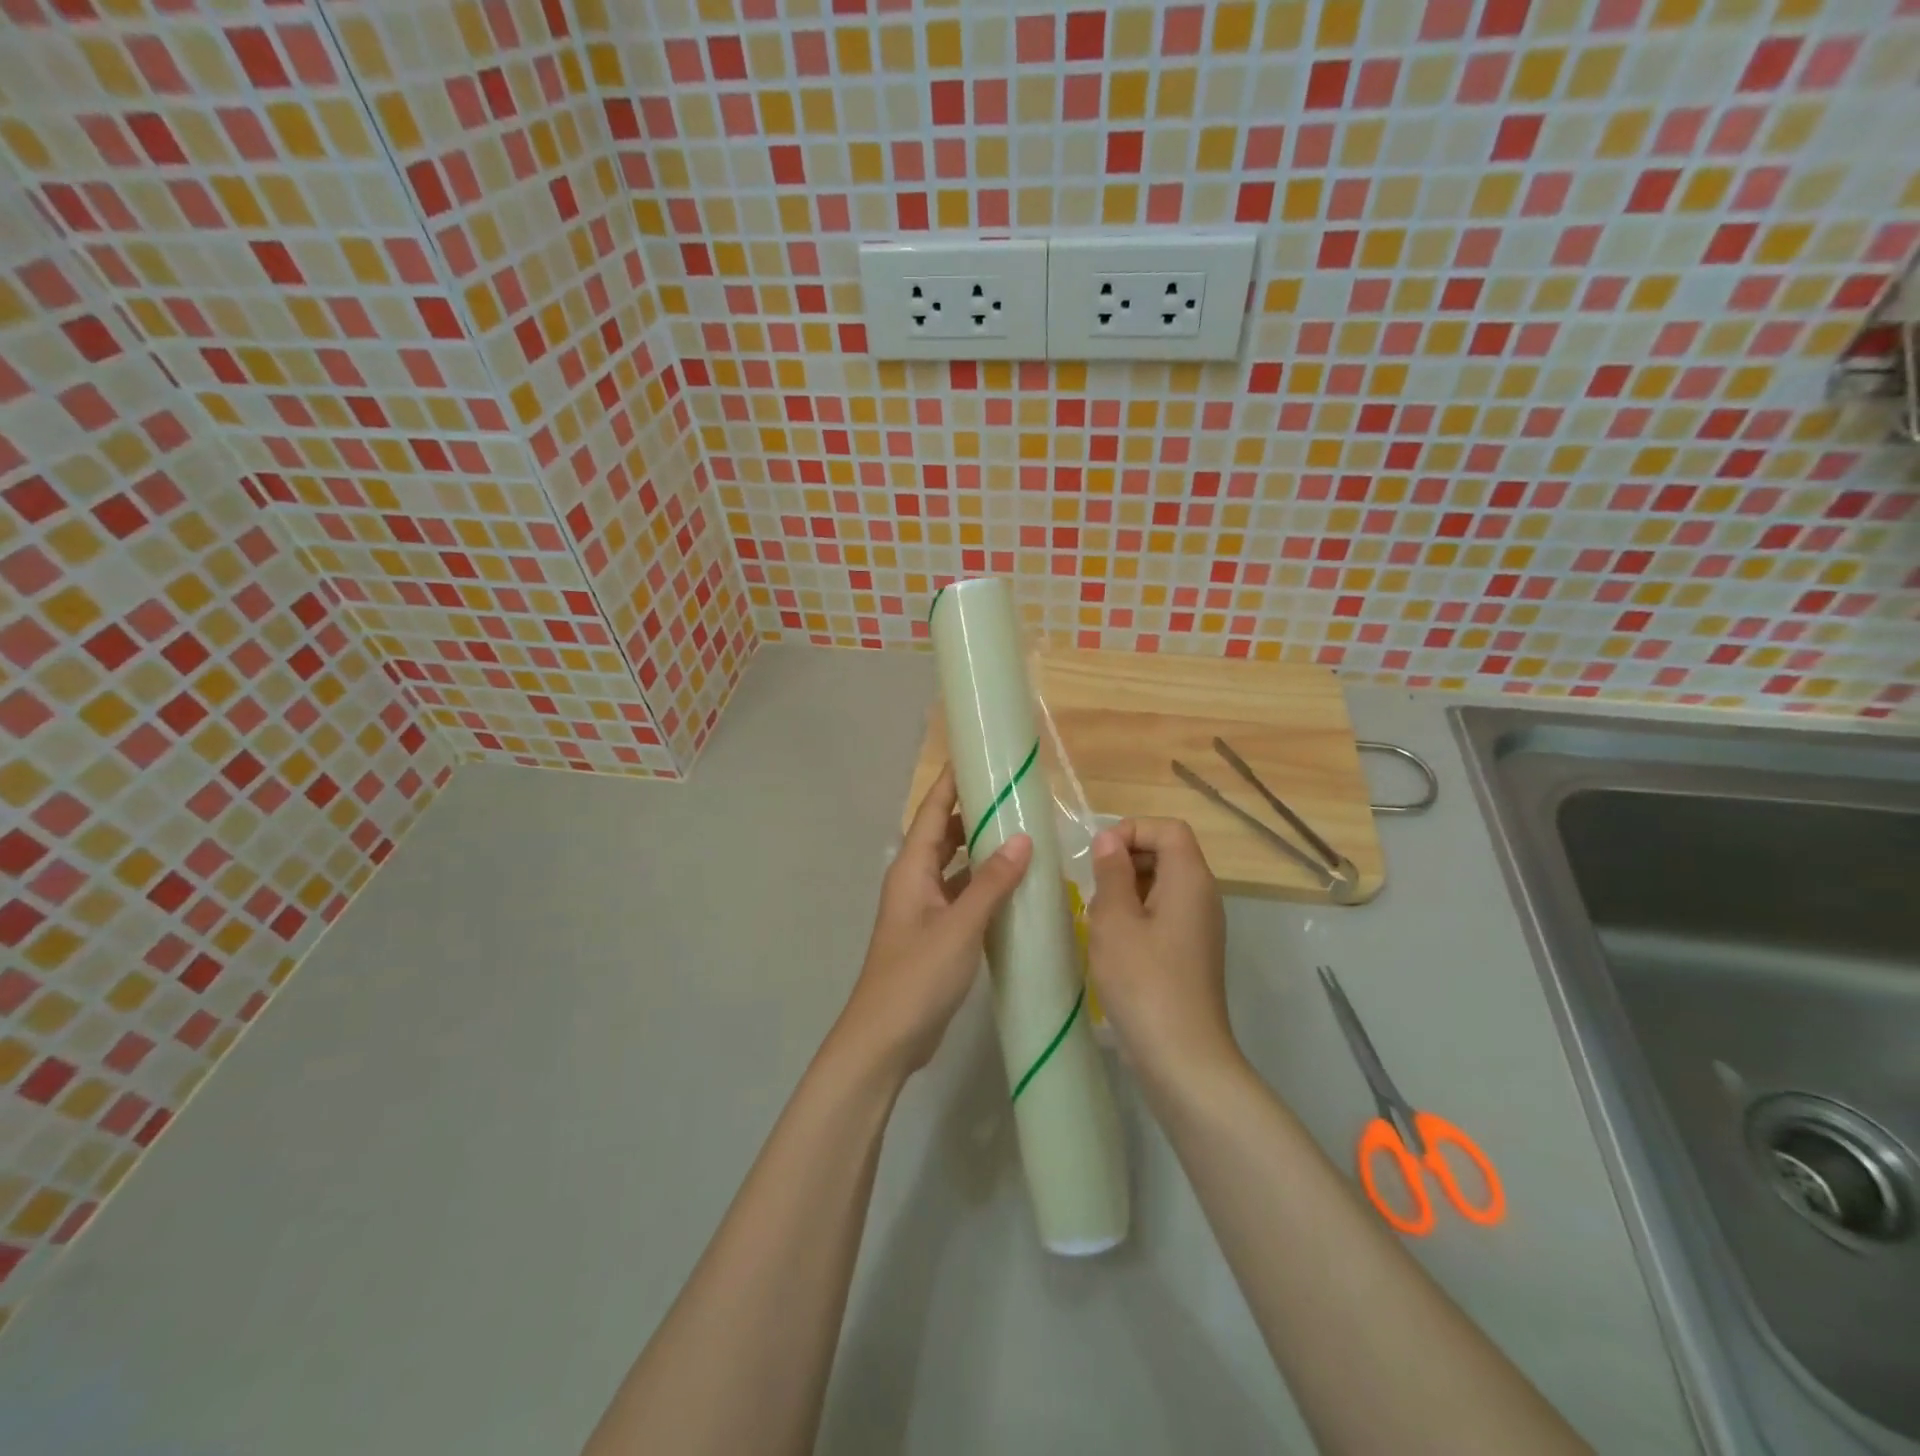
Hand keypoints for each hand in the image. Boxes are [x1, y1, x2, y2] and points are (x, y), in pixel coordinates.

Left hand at [836, 766, 1031, 1080]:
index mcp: (912, 869)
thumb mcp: (959, 926)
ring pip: (955, 866)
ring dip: (981, 851)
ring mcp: (924, 909)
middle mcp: (915, 881)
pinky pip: (961, 896)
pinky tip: (1013, 887)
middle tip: (1014, 795)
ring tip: (1021, 834)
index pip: (934, 812)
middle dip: (974, 813)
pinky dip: (984, 886)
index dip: (952, 782)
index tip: (977, 754)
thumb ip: (991, 883)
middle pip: (944, 834)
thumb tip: (1024, 838)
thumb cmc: (917, 976)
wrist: (885, 1039)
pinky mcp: (935, 934)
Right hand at [1086, 818, 1233, 1089]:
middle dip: (1126, 860)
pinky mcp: (1191, 953)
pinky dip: (1136, 916)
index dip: (1132, 830)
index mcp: (1190, 879)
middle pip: (1167, 853)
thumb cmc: (1144, 980)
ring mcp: (1200, 927)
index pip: (1168, 828)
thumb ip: (1111, 872)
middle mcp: (1202, 896)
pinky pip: (1164, 915)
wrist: (1182, 1057)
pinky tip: (1113, 944)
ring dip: (1126, 891)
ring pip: (1162, 886)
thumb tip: (1109, 839)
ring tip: (1098, 918)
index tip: (1099, 856)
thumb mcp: (1115, 919)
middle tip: (1093, 888)